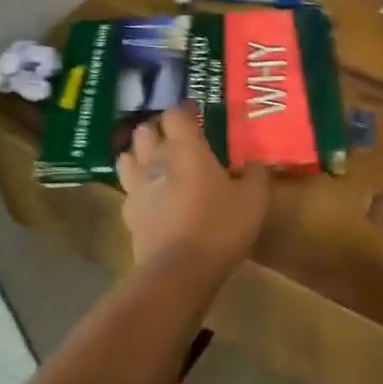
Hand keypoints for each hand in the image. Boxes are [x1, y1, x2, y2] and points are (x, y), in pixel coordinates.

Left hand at [117, 105, 268, 275]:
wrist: (178, 272)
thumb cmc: (219, 227)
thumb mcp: (253, 201)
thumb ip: (255, 176)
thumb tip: (255, 164)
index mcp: (186, 149)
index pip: (175, 114)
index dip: (184, 110)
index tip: (197, 113)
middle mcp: (156, 161)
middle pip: (144, 130)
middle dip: (158, 129)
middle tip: (177, 138)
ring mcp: (137, 188)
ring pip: (127, 157)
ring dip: (140, 155)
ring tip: (157, 163)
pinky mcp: (128, 215)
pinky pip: (129, 191)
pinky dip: (138, 188)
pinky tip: (153, 198)